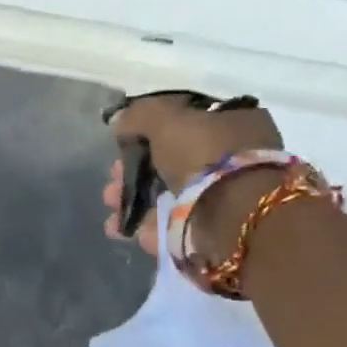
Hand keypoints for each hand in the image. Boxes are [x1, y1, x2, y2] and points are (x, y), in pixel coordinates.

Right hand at [103, 93, 284, 260]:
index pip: (185, 120)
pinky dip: (145, 226)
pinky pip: (171, 224)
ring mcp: (223, 196)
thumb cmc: (205, 156)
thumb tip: (120, 120)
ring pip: (166, 195)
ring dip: (133, 200)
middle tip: (112, 179)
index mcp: (234, 122)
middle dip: (135, 170)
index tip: (123, 142)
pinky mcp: (211, 230)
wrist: (233, 217)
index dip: (149, 130)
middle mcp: (232, 157)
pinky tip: (123, 228)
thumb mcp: (166, 119)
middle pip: (171, 160)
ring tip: (112, 207)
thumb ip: (139, 115)